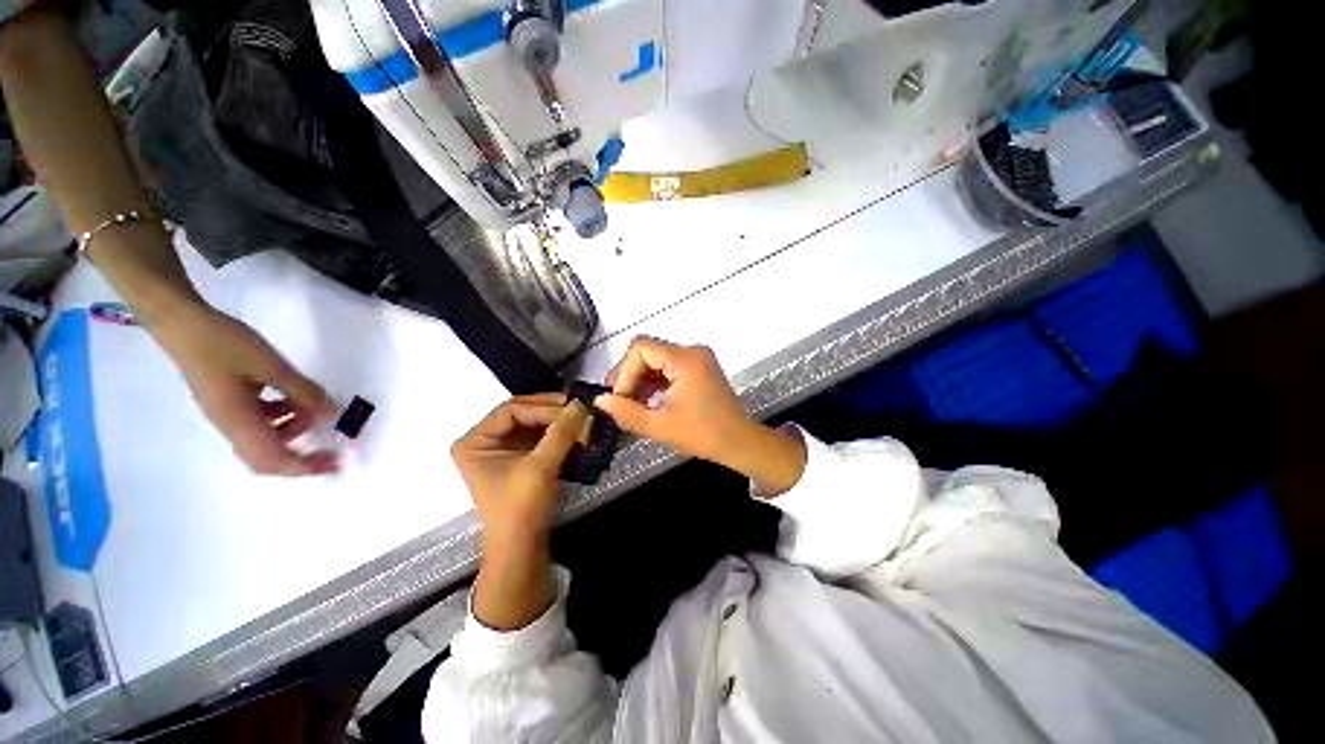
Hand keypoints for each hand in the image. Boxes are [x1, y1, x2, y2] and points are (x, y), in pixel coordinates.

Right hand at [149, 300, 339, 475]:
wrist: (182, 323)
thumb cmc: (224, 344)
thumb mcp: (272, 367)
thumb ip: (304, 392)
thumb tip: (334, 414)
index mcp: (237, 422)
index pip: (272, 460)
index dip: (304, 468)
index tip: (335, 466)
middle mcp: (230, 426)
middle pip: (267, 458)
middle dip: (302, 458)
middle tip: (332, 450)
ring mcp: (227, 415)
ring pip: (266, 438)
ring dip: (294, 429)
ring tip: (312, 407)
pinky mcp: (228, 403)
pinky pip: (260, 421)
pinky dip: (282, 416)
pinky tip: (292, 398)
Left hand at [453, 395, 589, 630]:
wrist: (521, 548)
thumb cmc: (521, 507)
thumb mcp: (540, 467)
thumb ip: (560, 432)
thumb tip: (580, 404)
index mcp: (475, 441)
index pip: (513, 410)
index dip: (544, 407)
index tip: (574, 409)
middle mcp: (484, 441)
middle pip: (523, 414)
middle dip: (553, 412)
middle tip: (580, 409)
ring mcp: (501, 451)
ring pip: (533, 425)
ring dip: (557, 422)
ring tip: (582, 419)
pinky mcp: (518, 460)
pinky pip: (539, 437)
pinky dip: (557, 434)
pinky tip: (576, 433)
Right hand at [595, 337, 805, 494]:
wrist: (738, 442)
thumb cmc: (704, 435)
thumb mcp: (660, 426)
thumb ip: (626, 412)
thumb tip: (600, 400)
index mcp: (685, 360)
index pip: (641, 349)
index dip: (624, 372)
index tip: (619, 398)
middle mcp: (692, 351)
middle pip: (647, 351)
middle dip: (629, 376)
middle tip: (619, 402)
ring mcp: (696, 358)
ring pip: (655, 359)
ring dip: (640, 380)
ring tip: (631, 405)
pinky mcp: (698, 367)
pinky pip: (667, 366)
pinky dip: (653, 381)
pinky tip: (647, 401)